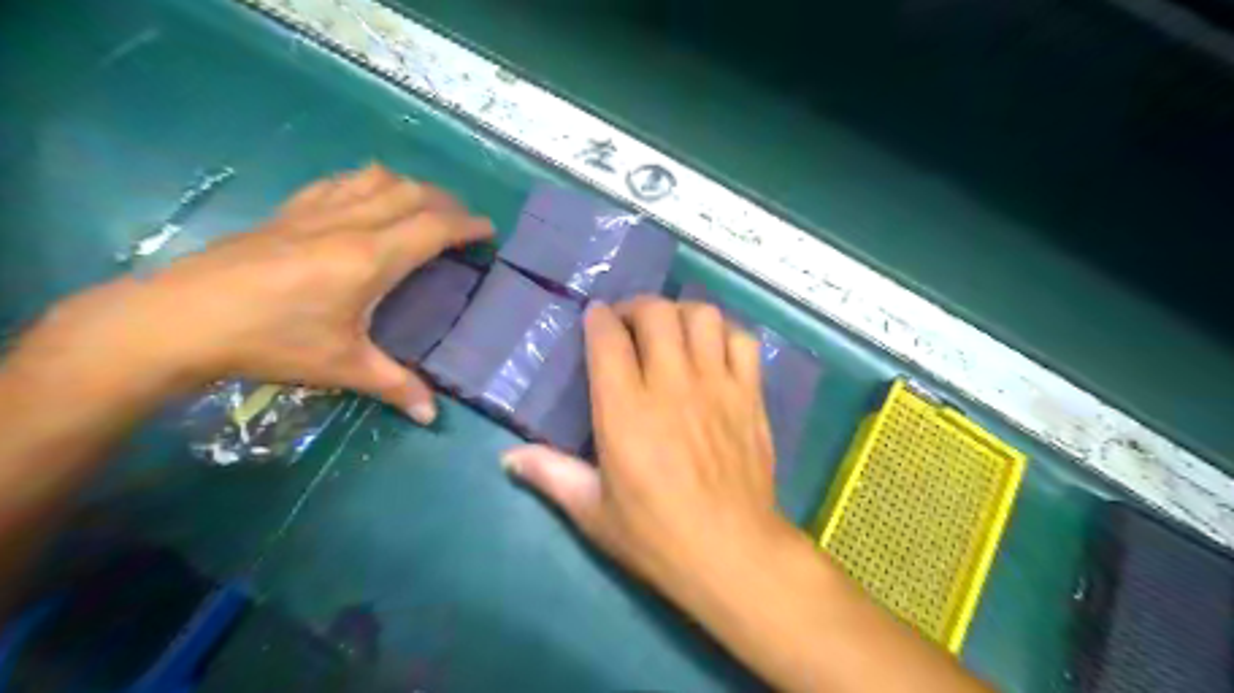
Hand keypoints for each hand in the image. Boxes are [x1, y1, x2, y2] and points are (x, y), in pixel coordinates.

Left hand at [14, 165, 492, 420]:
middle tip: (462, 220)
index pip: (433, 227)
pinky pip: (339, 182)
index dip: (467, 224)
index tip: (488, 228)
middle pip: (411, 193)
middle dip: (445, 200)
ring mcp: (314, 212)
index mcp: (371, 257)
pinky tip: (365, 199)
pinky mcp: (287, 212)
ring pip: (375, 178)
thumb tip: (431, 415)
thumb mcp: (342, 367)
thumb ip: (395, 385)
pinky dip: (366, 183)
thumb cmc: (272, 341)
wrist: (181, 319)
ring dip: (408, 186)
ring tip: (421, 205)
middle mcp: (349, 224)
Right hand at [502, 298, 800, 604]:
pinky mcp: (750, 396)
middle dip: (637, 307)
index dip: (598, 318)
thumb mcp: (592, 512)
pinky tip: (714, 351)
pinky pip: (742, 341)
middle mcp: (671, 385)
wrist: (732, 555)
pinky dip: (725, 334)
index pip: (608, 339)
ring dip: (681, 314)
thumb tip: (508, 458)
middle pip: (656, 313)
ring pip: (702, 316)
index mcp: (625, 411)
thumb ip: (550, 475)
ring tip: (672, 332)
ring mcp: (717, 386)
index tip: (595, 318)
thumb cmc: (656, 536)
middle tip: (629, 325)